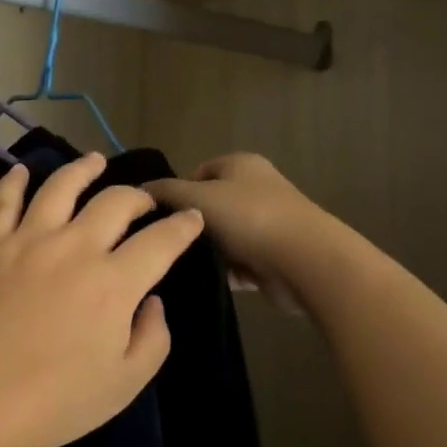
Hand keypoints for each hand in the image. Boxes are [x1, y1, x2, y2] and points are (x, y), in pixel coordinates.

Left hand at [0, 153, 204, 446]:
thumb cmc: (56, 401)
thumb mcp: (125, 382)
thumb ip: (152, 337)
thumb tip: (151, 299)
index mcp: (114, 282)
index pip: (160, 241)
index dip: (182, 226)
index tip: (191, 218)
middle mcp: (75, 247)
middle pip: (115, 202)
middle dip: (139, 196)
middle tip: (144, 202)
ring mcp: (28, 240)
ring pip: (61, 187)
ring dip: (83, 169)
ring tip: (95, 161)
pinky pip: (4, 201)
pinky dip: (14, 181)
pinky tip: (22, 171)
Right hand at [141, 153, 330, 288]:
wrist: (308, 263)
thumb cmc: (250, 218)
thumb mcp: (197, 197)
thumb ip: (164, 191)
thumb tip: (139, 190)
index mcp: (241, 164)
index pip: (196, 173)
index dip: (176, 193)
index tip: (161, 217)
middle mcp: (256, 189)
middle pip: (208, 206)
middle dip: (191, 226)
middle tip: (168, 242)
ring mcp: (267, 224)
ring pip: (221, 237)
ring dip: (206, 251)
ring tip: (184, 265)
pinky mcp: (273, 257)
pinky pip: (237, 263)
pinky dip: (223, 272)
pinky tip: (206, 281)